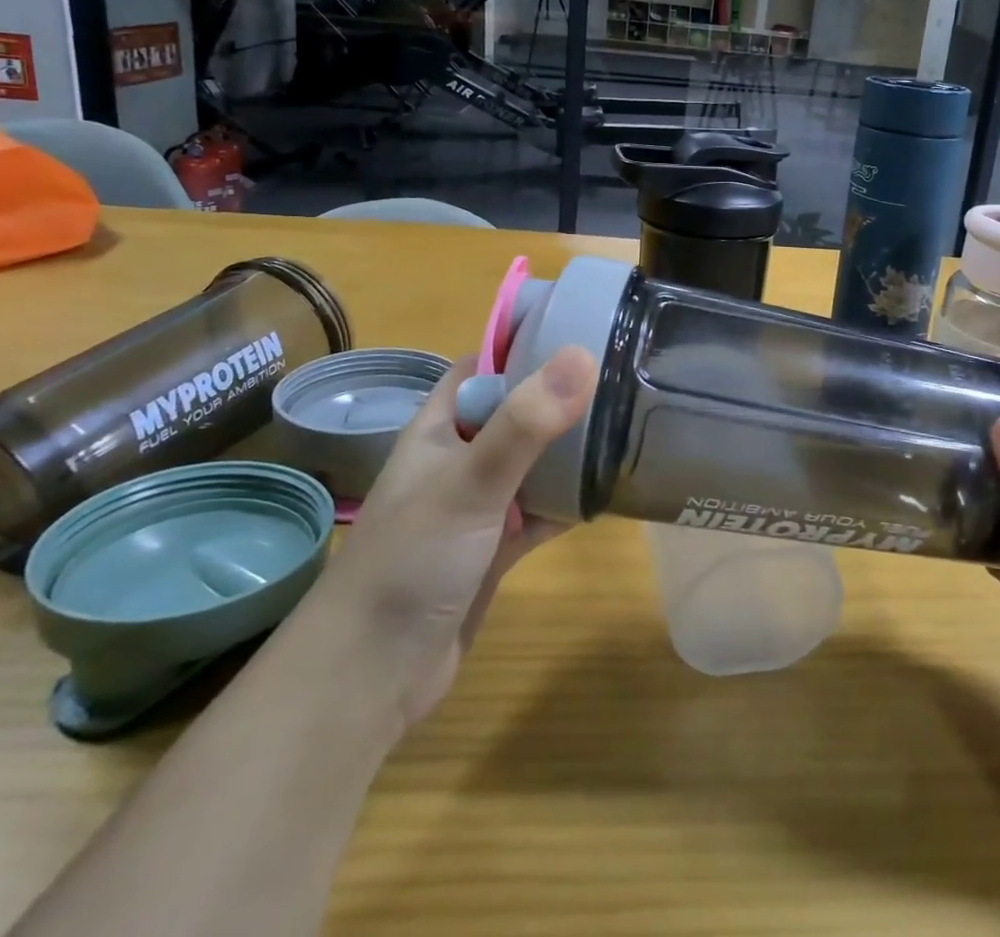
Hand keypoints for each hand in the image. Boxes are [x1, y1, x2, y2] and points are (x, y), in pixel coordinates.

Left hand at [312, 346, 594, 731]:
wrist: (370, 676)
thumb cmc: (410, 561)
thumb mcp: (470, 482)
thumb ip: (525, 422)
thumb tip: (582, 354)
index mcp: (440, 428)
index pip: (484, 365)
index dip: (525, 341)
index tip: (583, 323)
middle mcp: (459, 457)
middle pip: (516, 410)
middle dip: (561, 393)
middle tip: (623, 371)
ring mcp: (479, 504)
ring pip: (532, 461)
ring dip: (570, 447)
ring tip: (629, 420)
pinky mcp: (496, 547)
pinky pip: (541, 510)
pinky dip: (570, 500)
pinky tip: (610, 489)